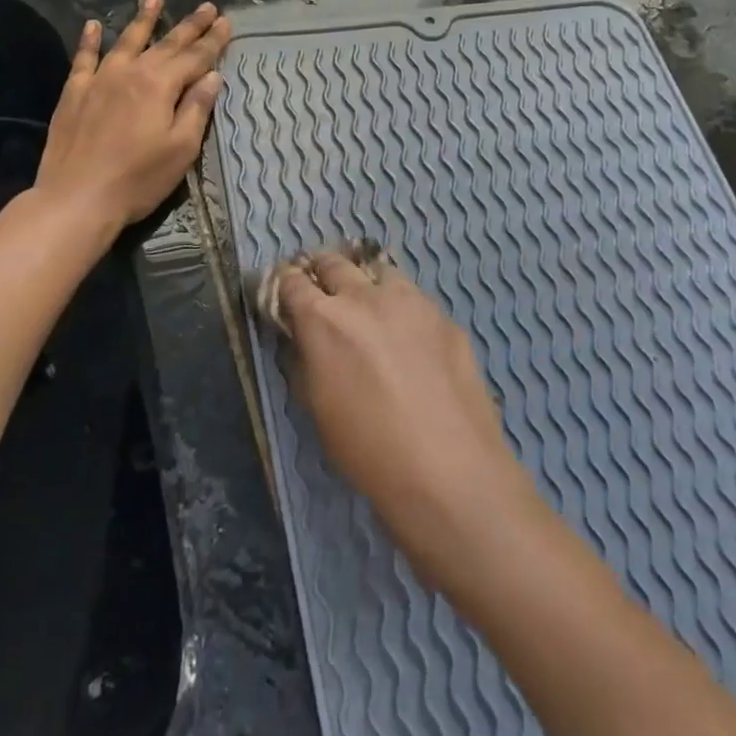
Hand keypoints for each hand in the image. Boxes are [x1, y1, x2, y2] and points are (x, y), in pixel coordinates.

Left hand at [35, 0, 230, 233]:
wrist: (77, 198)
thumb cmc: (138, 179)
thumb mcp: (181, 149)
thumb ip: (196, 108)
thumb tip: (212, 75)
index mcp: (160, 85)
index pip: (195, 57)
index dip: (213, 40)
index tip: (227, 22)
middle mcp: (131, 72)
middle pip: (166, 44)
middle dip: (189, 25)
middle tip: (207, 7)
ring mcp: (99, 79)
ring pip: (126, 41)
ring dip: (144, 20)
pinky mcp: (74, 93)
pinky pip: (84, 58)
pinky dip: (91, 40)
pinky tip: (94, 25)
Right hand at [272, 249, 540, 592]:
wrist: (450, 473)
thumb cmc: (369, 452)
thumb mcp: (317, 408)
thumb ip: (304, 361)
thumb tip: (303, 340)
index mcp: (324, 319)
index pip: (292, 280)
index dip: (284, 285)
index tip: (284, 295)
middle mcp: (365, 297)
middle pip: (333, 262)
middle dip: (321, 273)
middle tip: (323, 295)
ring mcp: (411, 302)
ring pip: (379, 272)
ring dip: (366, 285)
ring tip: (370, 312)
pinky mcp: (445, 317)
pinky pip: (415, 300)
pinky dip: (403, 310)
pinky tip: (411, 343)